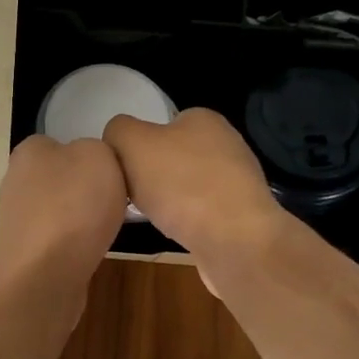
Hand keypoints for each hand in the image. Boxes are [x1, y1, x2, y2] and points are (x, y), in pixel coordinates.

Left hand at [0, 135, 126, 286]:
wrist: (43, 277)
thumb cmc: (72, 206)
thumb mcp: (98, 155)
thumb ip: (98, 149)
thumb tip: (92, 163)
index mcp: (30, 151)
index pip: (62, 143)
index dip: (92, 155)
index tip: (115, 172)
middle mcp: (18, 182)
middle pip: (64, 179)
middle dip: (88, 190)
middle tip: (118, 200)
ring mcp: (20, 221)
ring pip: (63, 211)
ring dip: (84, 220)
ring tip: (109, 228)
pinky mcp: (27, 254)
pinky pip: (60, 241)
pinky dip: (77, 245)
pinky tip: (93, 252)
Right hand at [103, 108, 284, 265]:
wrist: (234, 240)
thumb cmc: (181, 184)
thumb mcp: (132, 143)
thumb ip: (118, 131)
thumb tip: (117, 137)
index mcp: (204, 119)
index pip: (163, 123)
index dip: (139, 145)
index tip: (125, 169)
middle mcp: (226, 143)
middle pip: (174, 156)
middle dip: (152, 175)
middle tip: (132, 193)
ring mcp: (237, 180)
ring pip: (188, 186)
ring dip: (169, 200)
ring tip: (153, 216)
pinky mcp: (242, 214)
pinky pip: (202, 212)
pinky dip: (187, 221)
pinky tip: (177, 233)